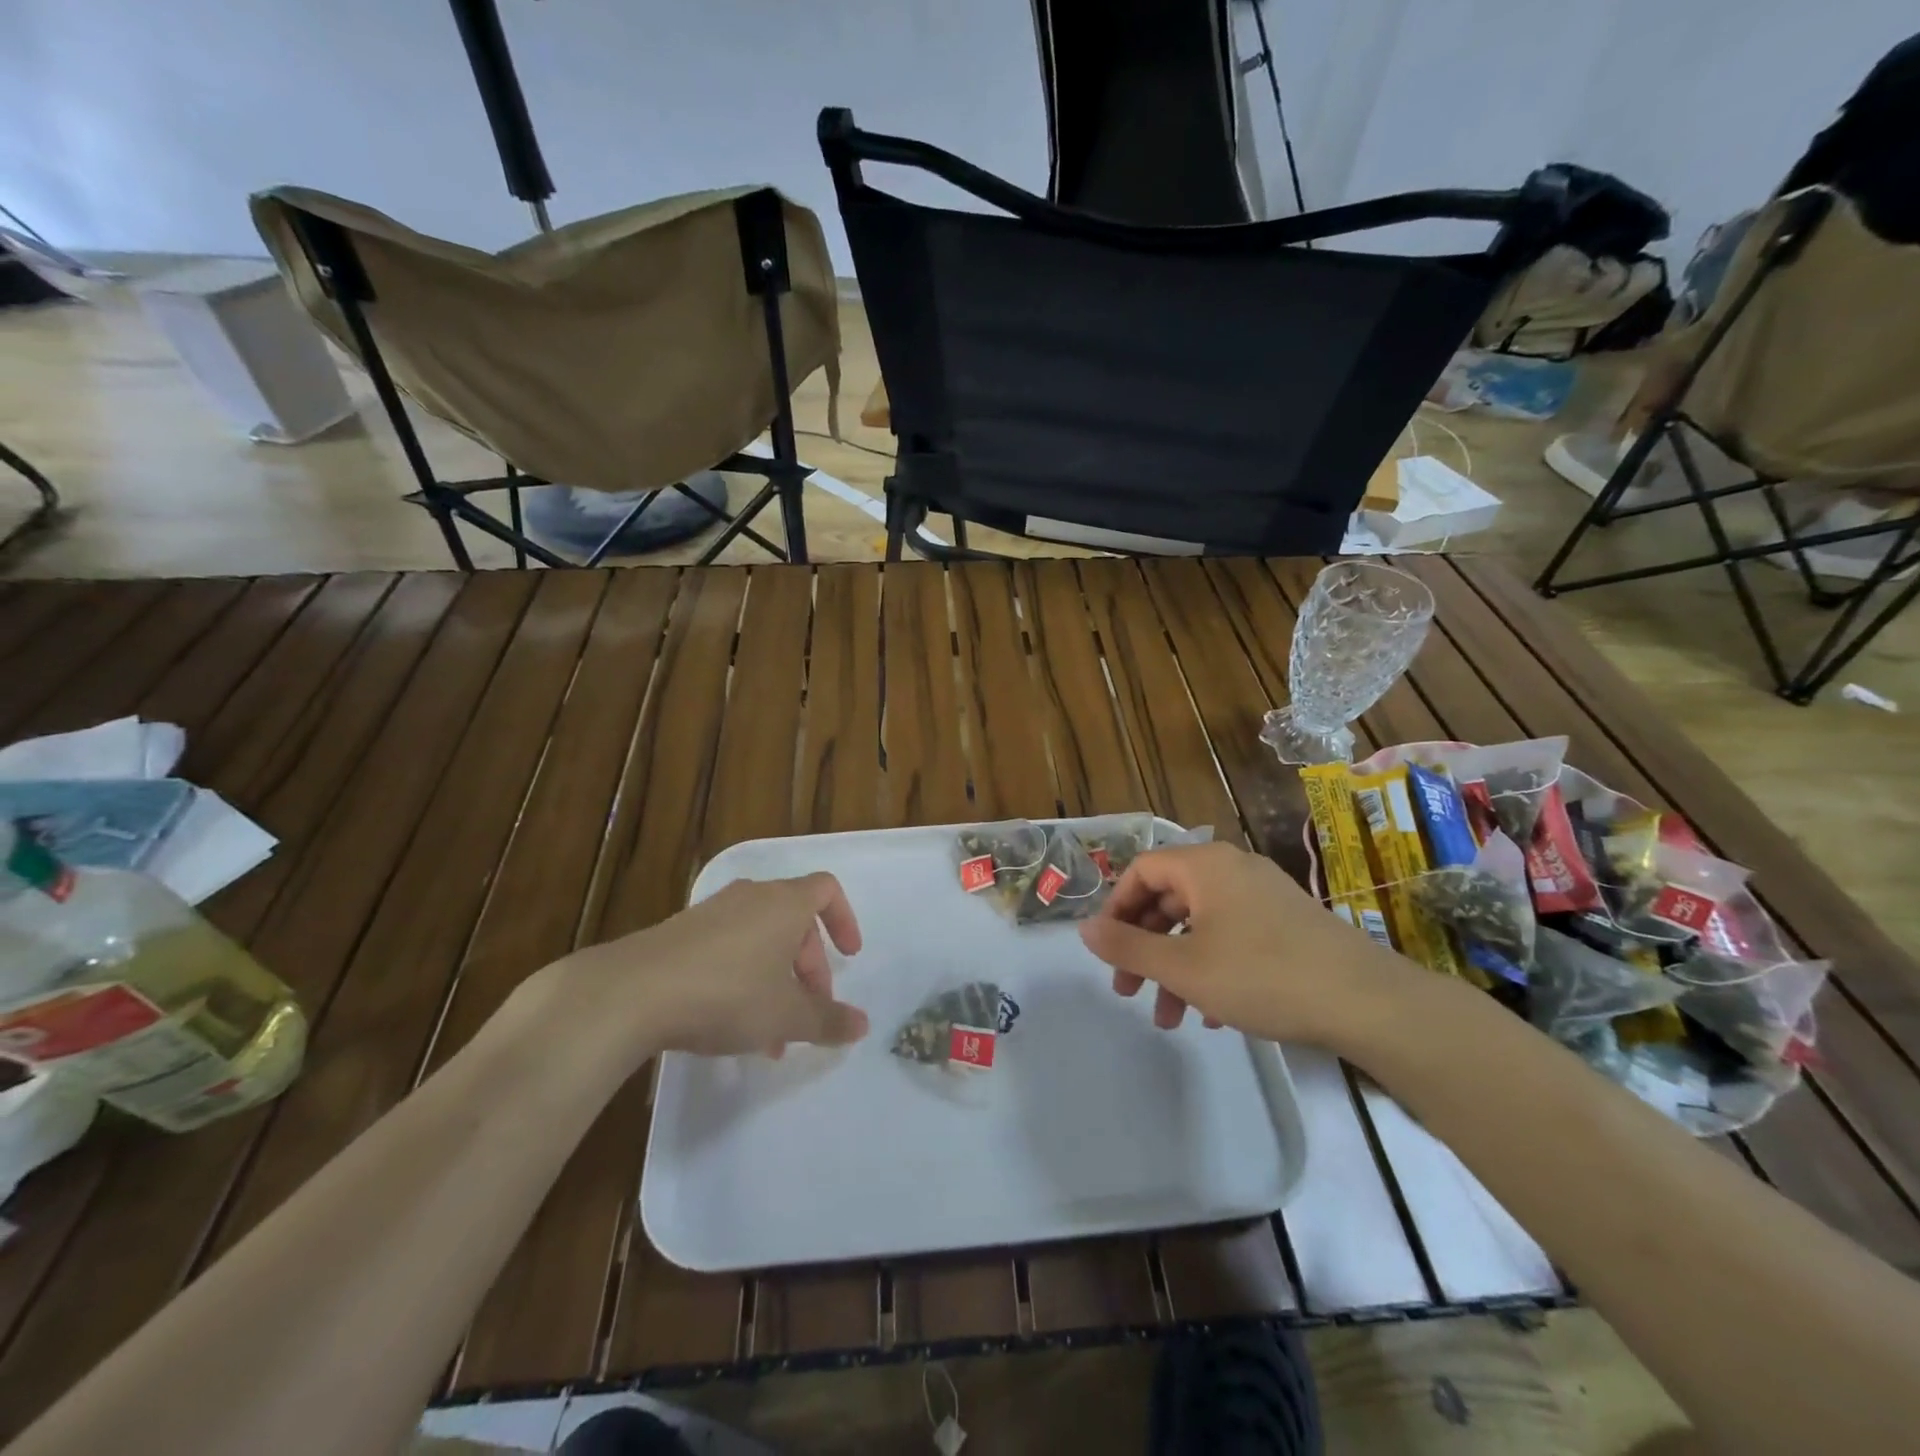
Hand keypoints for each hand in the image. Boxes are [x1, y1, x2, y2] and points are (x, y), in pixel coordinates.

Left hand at [559, 873, 869, 1058]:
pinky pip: (726, 947)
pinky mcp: (678, 933)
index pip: (827, 890)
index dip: (844, 920)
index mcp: (784, 904)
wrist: (631, 993)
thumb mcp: (786, 1016)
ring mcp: (710, 912)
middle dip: (808, 967)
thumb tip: (861, 1026)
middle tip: (807, 1011)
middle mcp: (751, 897)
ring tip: (768, 1032)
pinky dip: (741, 977)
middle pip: (794, 921)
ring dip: (774, 979)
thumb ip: (827, 1021)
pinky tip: (726, 1022)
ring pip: (759, 939)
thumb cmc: (727, 994)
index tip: (849, 957)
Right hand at [1077, 841, 1416, 1048]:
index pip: (1141, 871)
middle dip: (1144, 947)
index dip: (1115, 909)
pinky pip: (1232, 936)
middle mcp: (1232, 868)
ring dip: (1176, 967)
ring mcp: (1264, 895)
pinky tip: (1214, 1015)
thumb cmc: (1262, 975)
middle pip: (1169, 898)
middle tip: (1130, 990)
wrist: (1366, 1001)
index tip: (1107, 952)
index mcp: (1205, 865)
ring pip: (1200, 923)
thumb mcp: (1183, 967)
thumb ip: (1127, 946)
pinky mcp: (1288, 923)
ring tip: (1169, 1017)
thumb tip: (1083, 928)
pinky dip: (1212, 968)